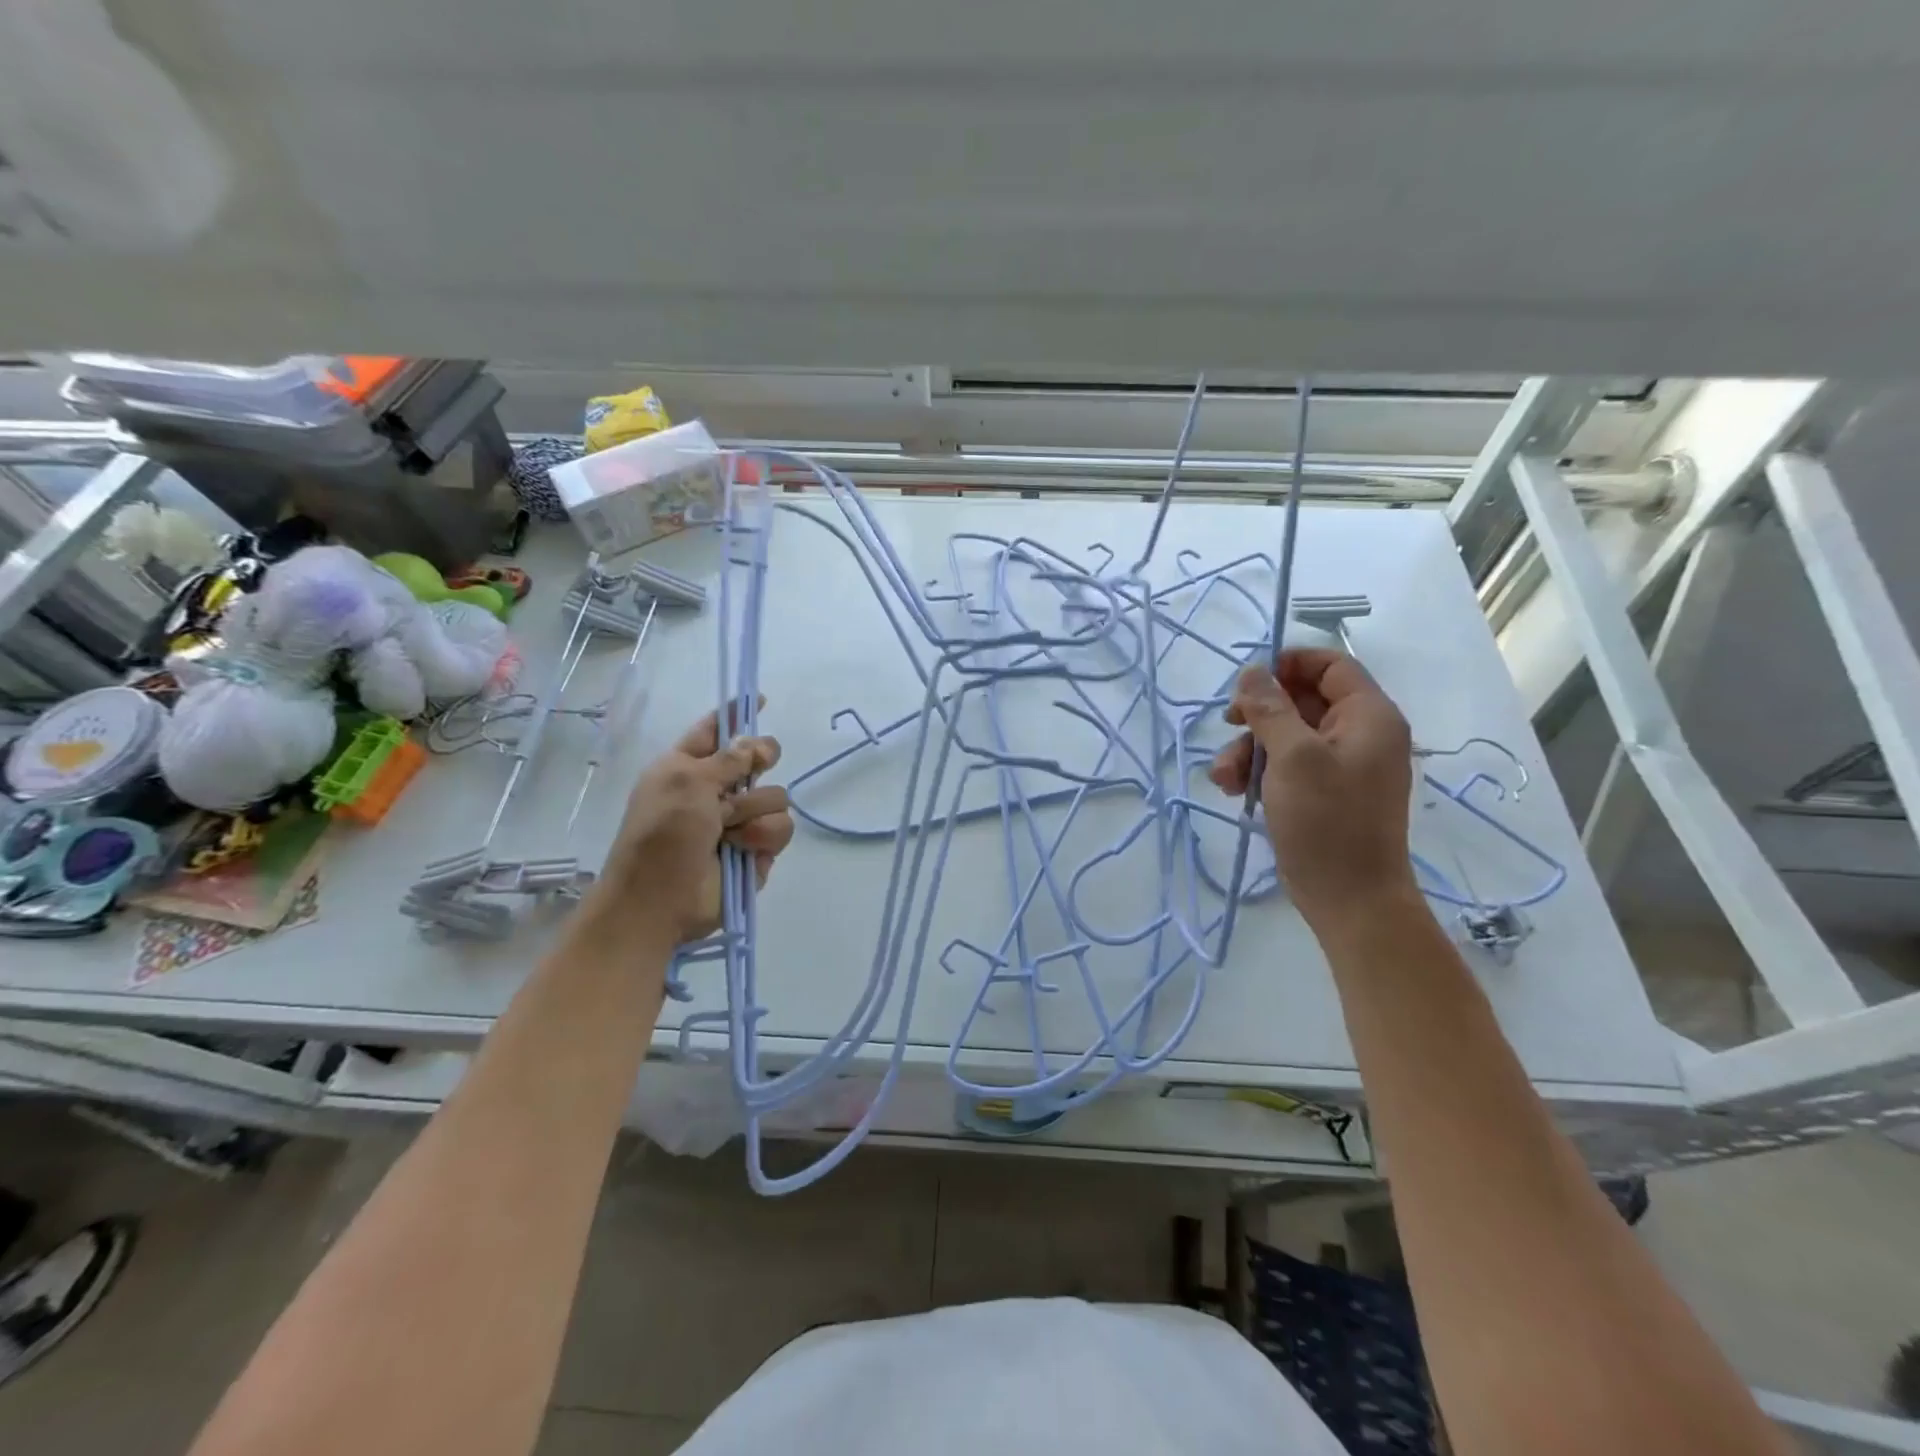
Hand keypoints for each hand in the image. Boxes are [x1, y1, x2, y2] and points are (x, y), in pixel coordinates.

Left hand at [583, 709, 794, 947]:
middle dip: (757, 768)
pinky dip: (763, 838)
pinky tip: (743, 850)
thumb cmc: (661, 834)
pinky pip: (782, 829)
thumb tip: (757, 743)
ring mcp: (739, 821)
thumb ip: (729, 758)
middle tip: (748, 776)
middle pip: (760, 760)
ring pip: (777, 797)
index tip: (759, 700)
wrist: (657, 901)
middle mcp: (716, 790)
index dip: (736, 715)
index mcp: (688, 766)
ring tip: (727, 832)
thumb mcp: (686, 781)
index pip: (717, 731)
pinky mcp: (757, 850)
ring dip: (753, 812)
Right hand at [1208, 649, 1414, 928]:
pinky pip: (1286, 765)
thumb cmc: (1327, 821)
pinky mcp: (1322, 792)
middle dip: (1258, 716)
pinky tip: (1234, 790)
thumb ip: (1270, 709)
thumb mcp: (1293, 757)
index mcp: (1368, 716)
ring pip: (1285, 735)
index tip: (1248, 681)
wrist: (1350, 899)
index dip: (1288, 664)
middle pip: (1301, 701)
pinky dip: (1258, 772)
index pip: (1330, 665)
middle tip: (1229, 726)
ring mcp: (1340, 765)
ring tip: (1225, 777)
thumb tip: (1252, 672)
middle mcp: (1358, 734)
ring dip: (1249, 749)